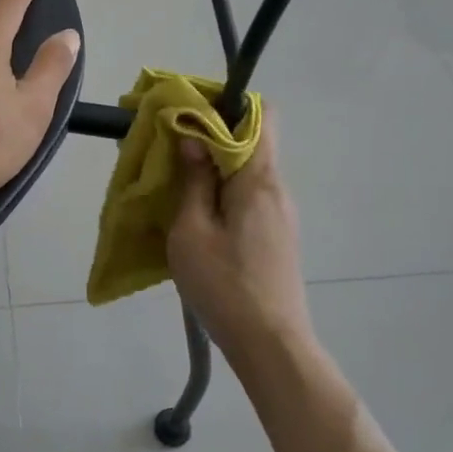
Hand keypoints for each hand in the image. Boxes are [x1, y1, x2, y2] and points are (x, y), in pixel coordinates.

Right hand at [167, 130, 313, 366]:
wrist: (271, 344)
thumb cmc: (225, 285)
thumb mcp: (192, 232)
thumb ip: (192, 182)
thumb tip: (194, 140)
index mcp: (259, 179)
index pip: (260, 115)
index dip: (225, 107)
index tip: (187, 116)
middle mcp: (277, 189)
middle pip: (251, 142)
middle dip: (211, 138)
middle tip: (171, 151)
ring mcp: (281, 215)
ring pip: (249, 172)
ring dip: (214, 169)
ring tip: (177, 184)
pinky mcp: (277, 237)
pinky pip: (250, 198)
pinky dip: (224, 193)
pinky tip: (198, 216)